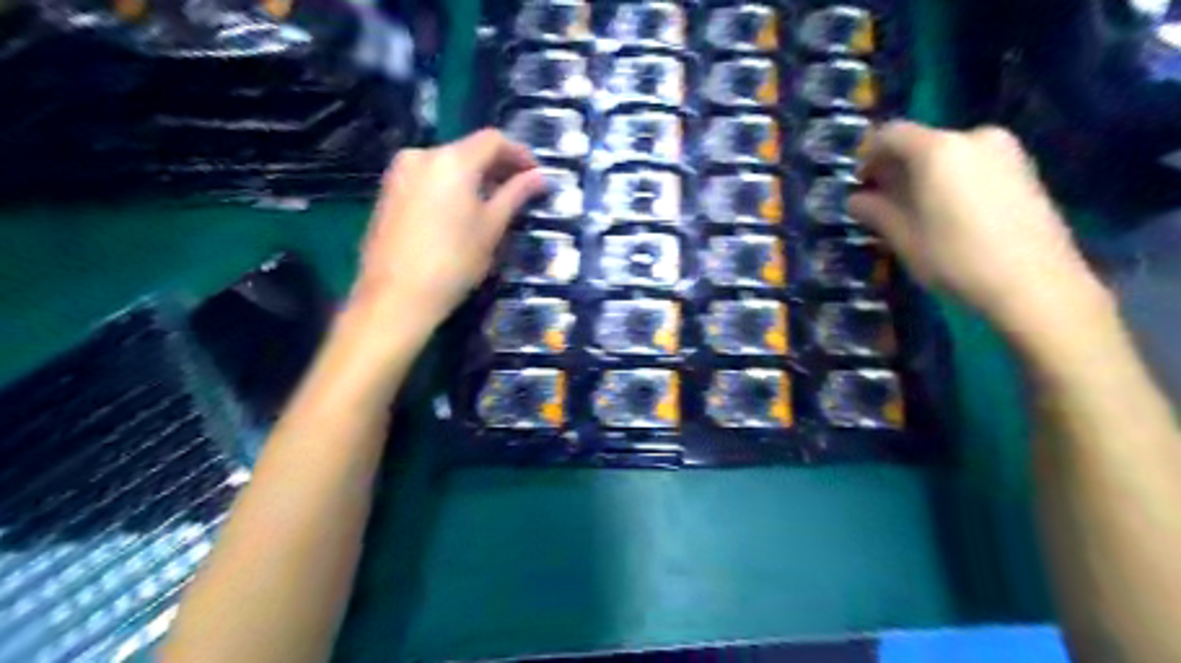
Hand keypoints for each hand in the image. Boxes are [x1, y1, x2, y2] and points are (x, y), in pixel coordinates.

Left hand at [349, 128, 549, 336]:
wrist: (396, 296)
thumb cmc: (454, 261)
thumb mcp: (492, 227)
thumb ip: (515, 194)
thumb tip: (539, 177)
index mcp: (451, 159)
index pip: (493, 139)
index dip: (519, 153)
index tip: (535, 175)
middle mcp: (421, 155)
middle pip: (467, 149)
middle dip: (496, 166)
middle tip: (517, 191)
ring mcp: (399, 173)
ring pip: (446, 164)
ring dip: (473, 177)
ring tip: (491, 204)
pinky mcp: (387, 193)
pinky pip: (427, 178)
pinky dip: (450, 187)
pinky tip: (460, 213)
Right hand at [850, 120, 1108, 341]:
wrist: (1034, 284)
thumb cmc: (955, 258)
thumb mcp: (903, 238)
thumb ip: (875, 211)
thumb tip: (855, 199)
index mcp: (938, 148)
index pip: (890, 133)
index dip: (867, 154)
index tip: (858, 182)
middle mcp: (973, 137)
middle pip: (922, 142)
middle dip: (897, 168)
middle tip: (882, 200)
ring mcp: (1006, 151)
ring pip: (949, 155)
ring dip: (925, 176)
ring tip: (914, 210)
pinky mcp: (1025, 169)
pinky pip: (974, 165)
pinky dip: (952, 180)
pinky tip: (947, 213)